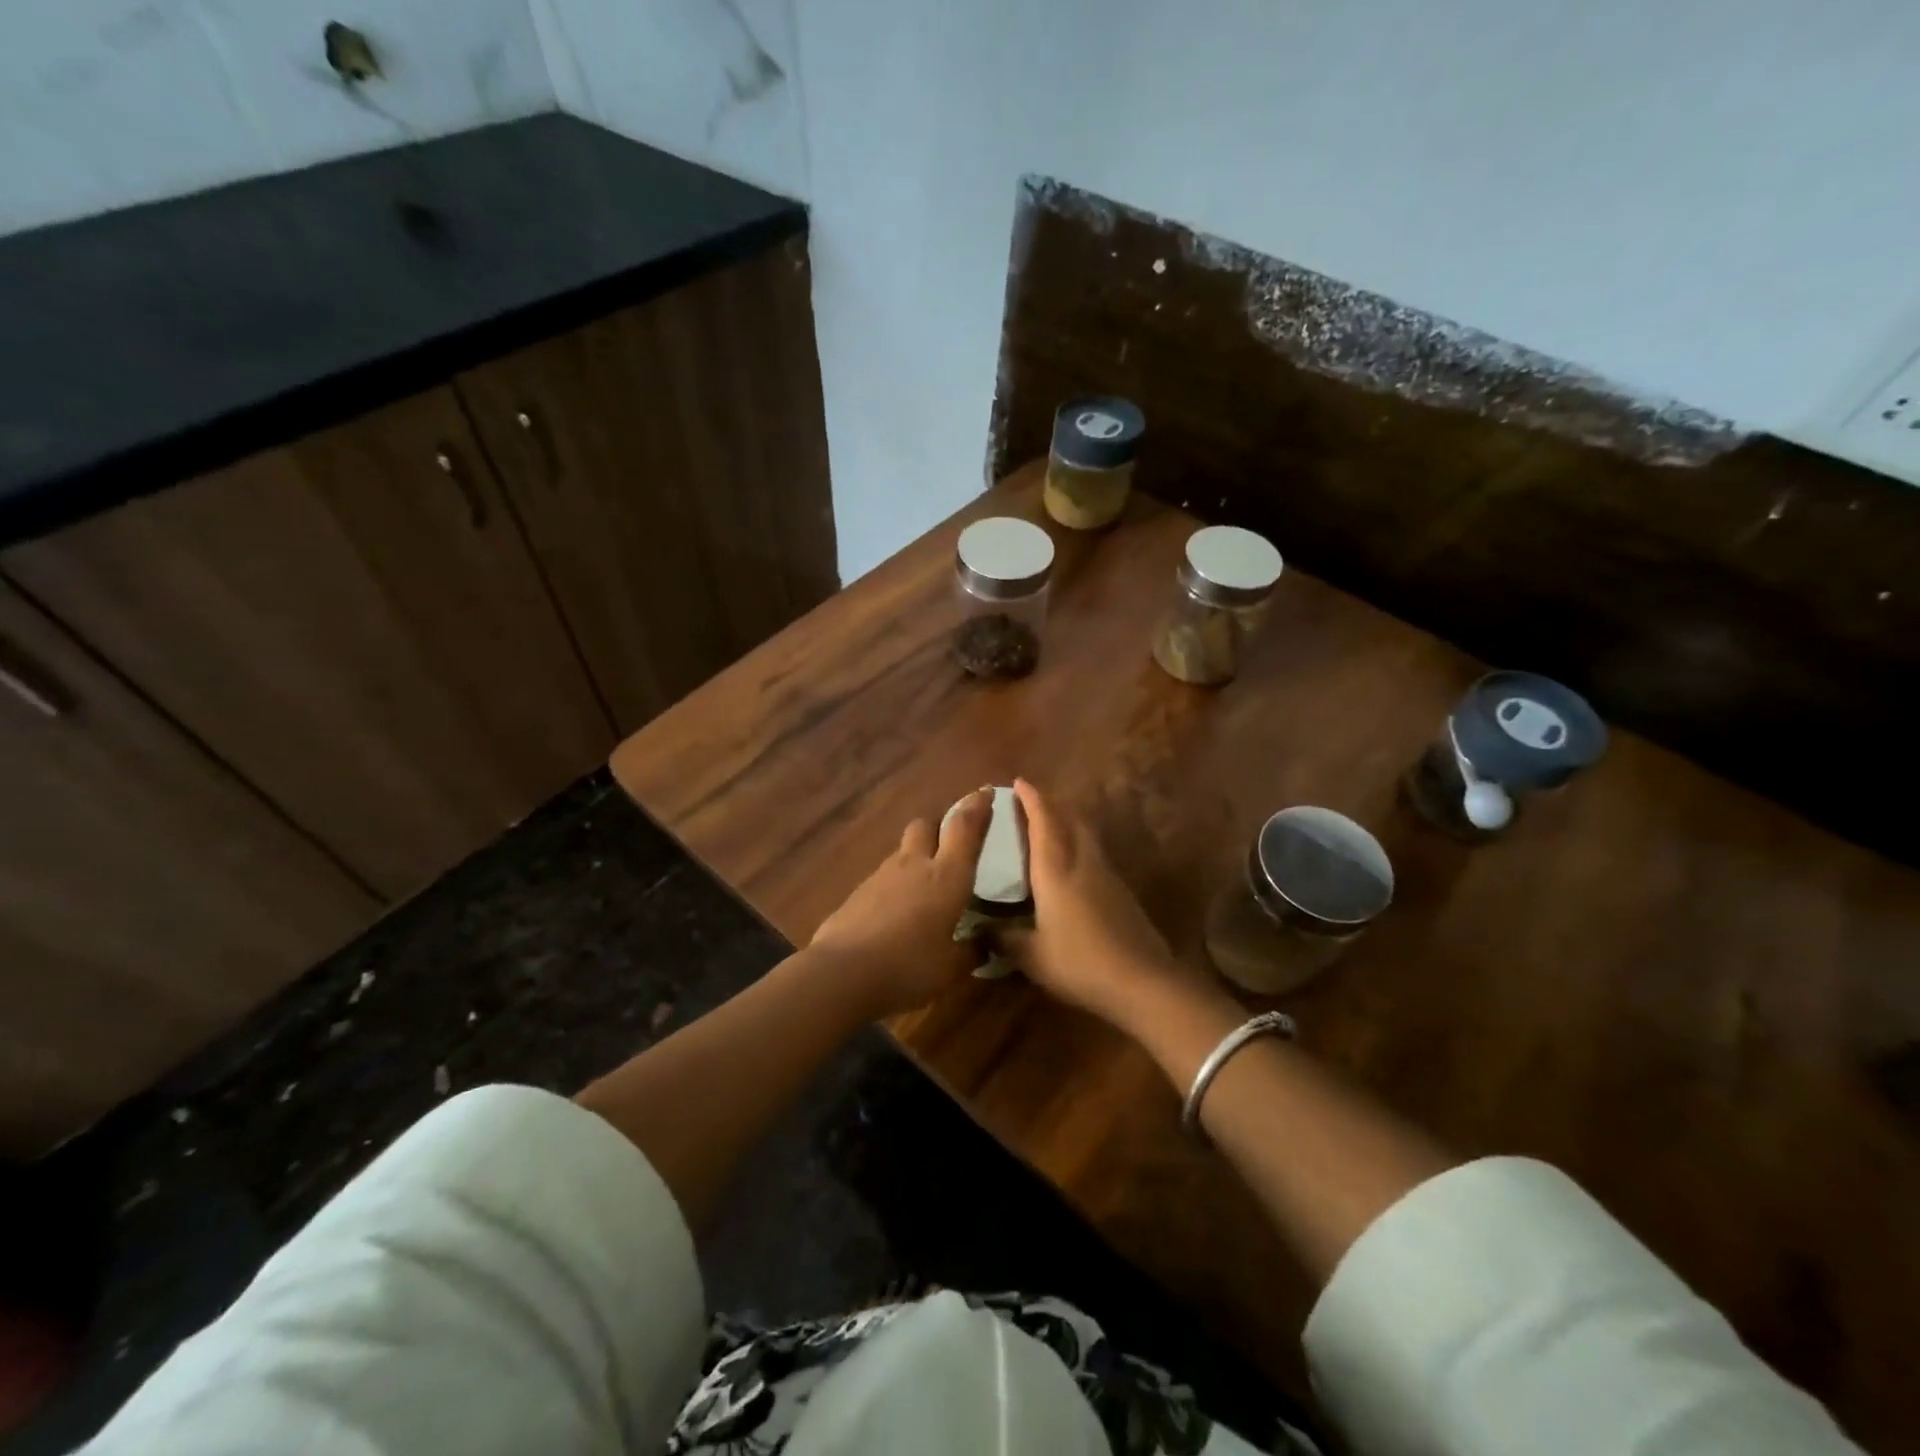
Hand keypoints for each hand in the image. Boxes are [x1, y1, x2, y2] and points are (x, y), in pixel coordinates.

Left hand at [808, 789, 992, 1018]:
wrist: (841, 974)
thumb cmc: (909, 966)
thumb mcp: (951, 968)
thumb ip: (971, 951)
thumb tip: (984, 944)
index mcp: (946, 876)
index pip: (964, 828)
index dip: (977, 807)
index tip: (986, 792)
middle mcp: (914, 865)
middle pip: (925, 826)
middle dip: (939, 828)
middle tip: (950, 845)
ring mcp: (880, 876)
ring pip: (903, 852)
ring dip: (916, 859)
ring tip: (924, 888)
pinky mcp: (857, 894)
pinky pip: (883, 880)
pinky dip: (894, 888)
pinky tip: (896, 914)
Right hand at [995, 779, 1190, 1029]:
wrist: (1142, 981)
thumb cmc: (1079, 963)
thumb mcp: (1031, 956)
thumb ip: (1002, 939)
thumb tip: (978, 929)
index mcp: (1055, 869)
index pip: (1043, 821)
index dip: (1031, 798)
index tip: (1019, 782)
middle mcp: (1082, 861)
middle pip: (1069, 818)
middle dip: (1050, 802)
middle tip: (1031, 799)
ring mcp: (1106, 874)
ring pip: (1085, 833)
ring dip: (1067, 819)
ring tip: (1050, 823)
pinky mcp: (1120, 890)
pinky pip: (1094, 851)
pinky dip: (1079, 842)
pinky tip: (1072, 861)